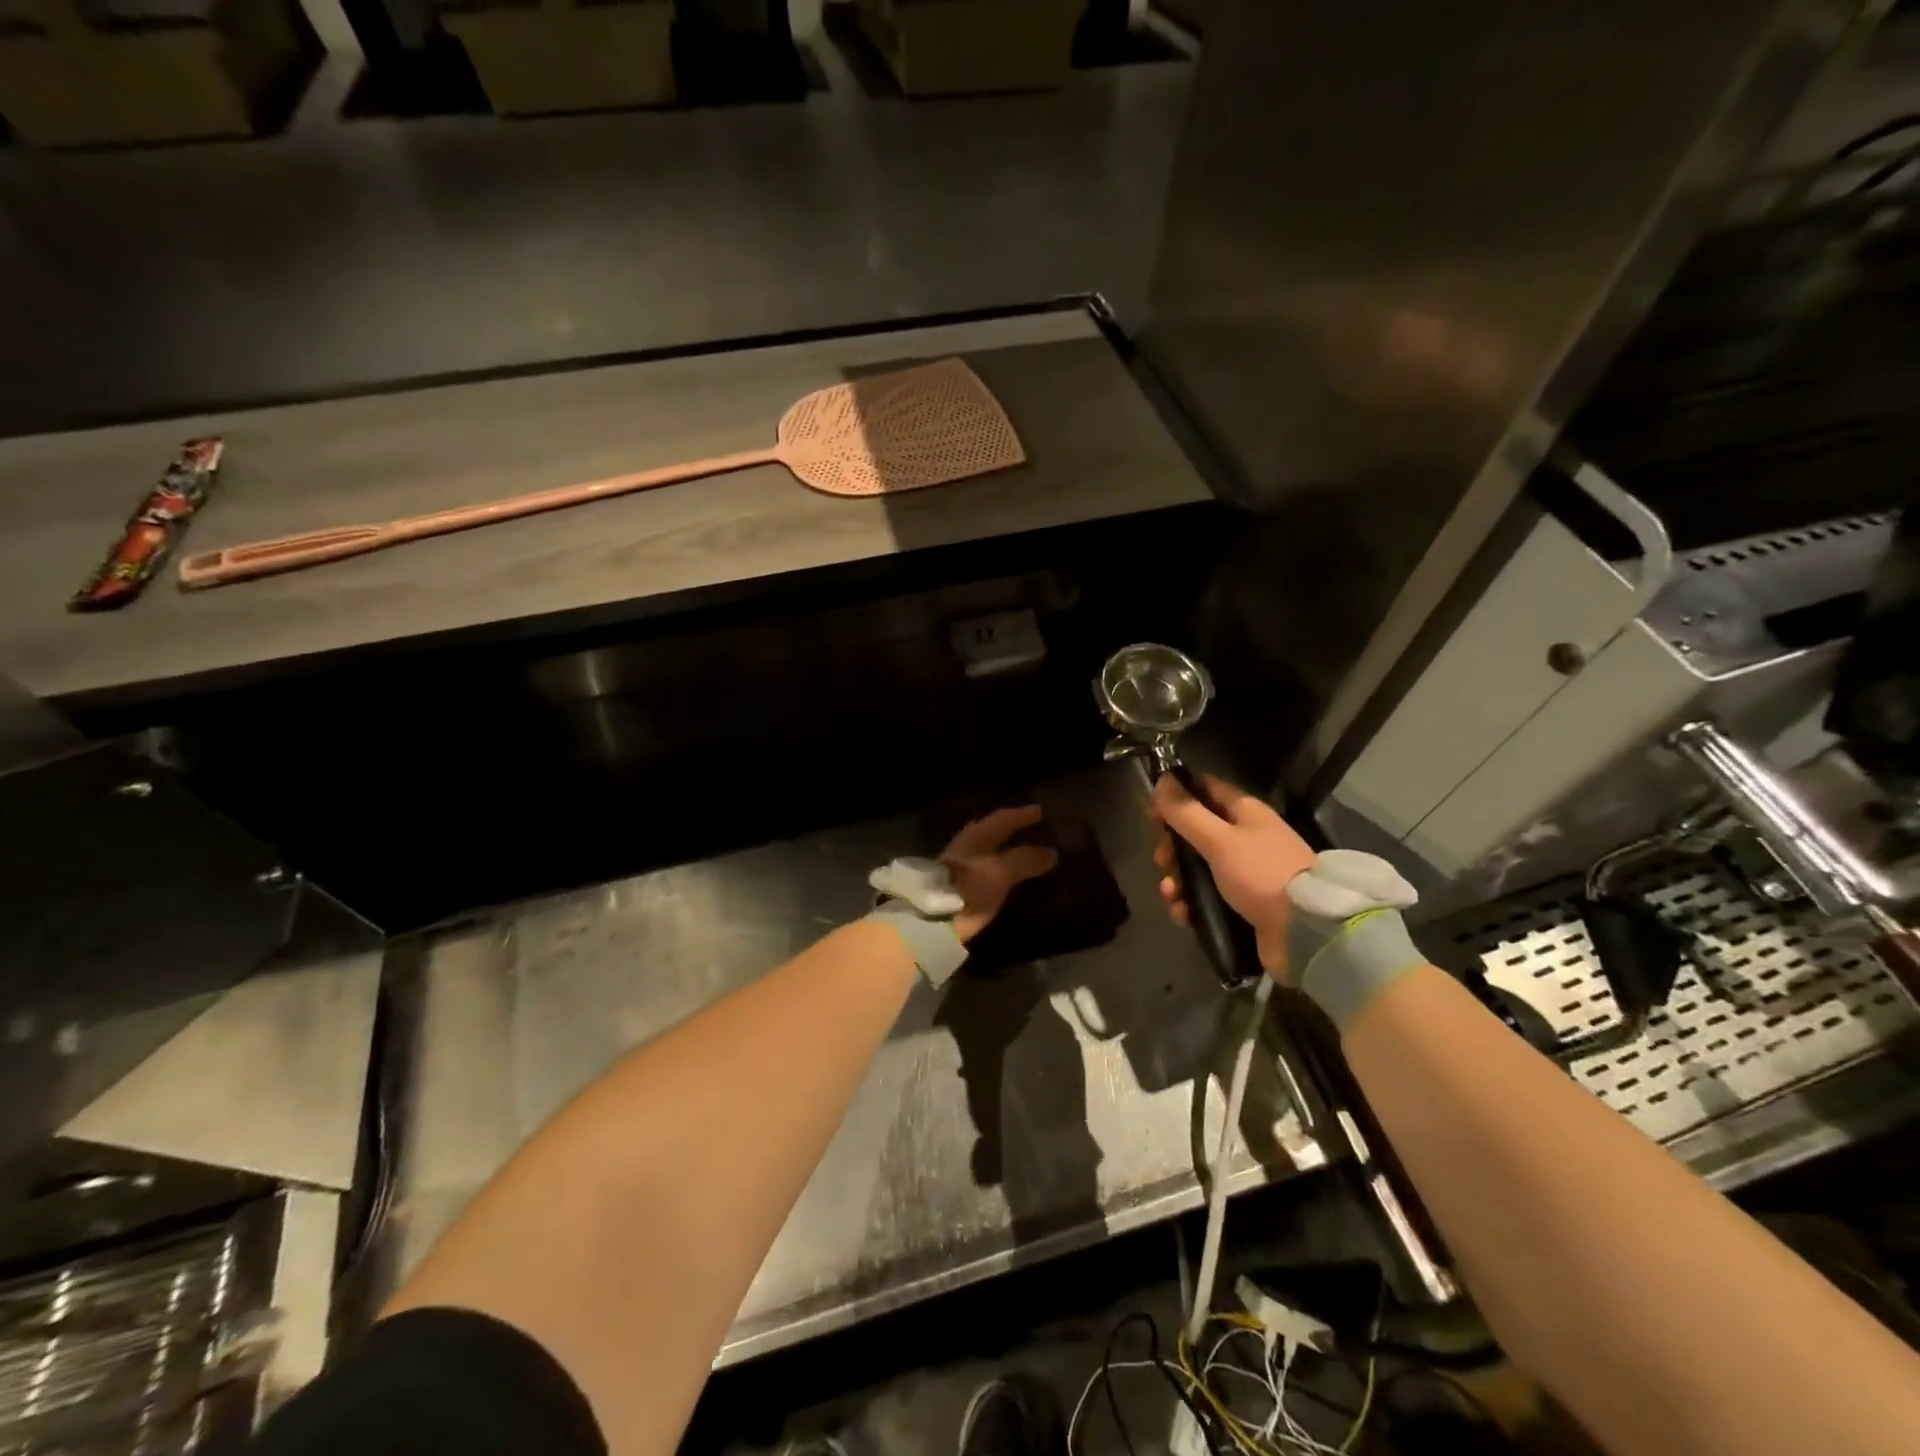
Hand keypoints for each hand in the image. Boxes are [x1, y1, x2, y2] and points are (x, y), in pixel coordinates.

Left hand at [941, 805, 1060, 942]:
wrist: (932, 921)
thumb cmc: (969, 888)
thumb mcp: (1001, 872)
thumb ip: (1025, 860)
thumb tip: (1052, 851)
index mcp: (975, 837)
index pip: (1001, 819)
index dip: (1021, 815)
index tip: (1040, 811)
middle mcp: (965, 847)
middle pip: (990, 832)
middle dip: (1010, 829)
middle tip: (1032, 828)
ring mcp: (958, 868)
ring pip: (986, 851)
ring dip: (1004, 849)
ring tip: (1024, 853)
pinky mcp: (956, 888)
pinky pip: (984, 870)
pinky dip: (999, 868)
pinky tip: (1007, 877)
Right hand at [1152, 774, 1315, 978]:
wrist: (1306, 932)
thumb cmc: (1261, 874)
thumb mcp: (1219, 839)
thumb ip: (1187, 811)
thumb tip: (1162, 779)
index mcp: (1245, 813)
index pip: (1204, 789)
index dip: (1176, 796)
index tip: (1152, 813)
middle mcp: (1245, 838)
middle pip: (1195, 831)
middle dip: (1171, 846)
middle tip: (1162, 861)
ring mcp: (1244, 872)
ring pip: (1196, 867)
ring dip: (1177, 879)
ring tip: (1172, 894)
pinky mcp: (1242, 904)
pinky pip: (1205, 897)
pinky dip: (1190, 904)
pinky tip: (1183, 914)